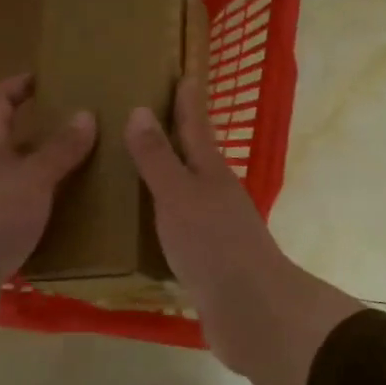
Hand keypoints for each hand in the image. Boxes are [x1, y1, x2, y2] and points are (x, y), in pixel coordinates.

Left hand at [0, 74, 95, 363]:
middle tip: (85, 130)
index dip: (18, 85)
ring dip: (48, 176)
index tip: (47, 78)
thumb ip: (59, 150)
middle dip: (43, 133)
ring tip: (90, 174)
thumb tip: (86, 114)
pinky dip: (46, 214)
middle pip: (10, 142)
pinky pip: (23, 218)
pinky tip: (73, 220)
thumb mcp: (31, 178)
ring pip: (19, 182)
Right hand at [125, 78, 360, 384]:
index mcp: (211, 173)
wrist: (250, 311)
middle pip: (194, 158)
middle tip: (146, 116)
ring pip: (186, 193)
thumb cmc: (213, 244)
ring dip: (166, 177)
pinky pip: (178, 227)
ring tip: (135, 166)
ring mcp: (214, 229)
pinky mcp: (207, 260)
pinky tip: (144, 222)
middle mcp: (216, 195)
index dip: (188, 101)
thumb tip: (140, 110)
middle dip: (175, 136)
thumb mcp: (179, 195)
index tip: (185, 73)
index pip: (196, 126)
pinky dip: (162, 216)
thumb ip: (158, 158)